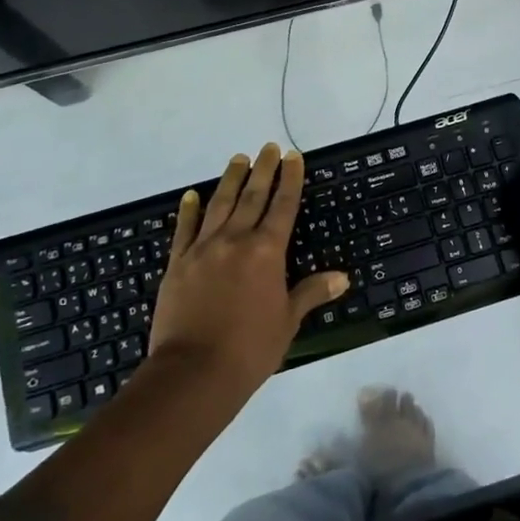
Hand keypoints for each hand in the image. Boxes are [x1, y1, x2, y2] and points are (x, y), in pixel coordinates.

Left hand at [148, 144, 347, 401]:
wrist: (193, 373)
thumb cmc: (250, 349)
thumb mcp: (287, 321)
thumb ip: (311, 293)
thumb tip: (342, 277)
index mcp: (267, 252)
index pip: (283, 206)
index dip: (290, 179)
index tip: (293, 156)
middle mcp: (235, 240)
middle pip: (252, 196)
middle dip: (263, 170)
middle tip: (268, 147)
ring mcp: (203, 249)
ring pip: (219, 204)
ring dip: (230, 179)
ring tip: (238, 158)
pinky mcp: (177, 263)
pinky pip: (185, 229)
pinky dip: (189, 210)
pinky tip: (191, 195)